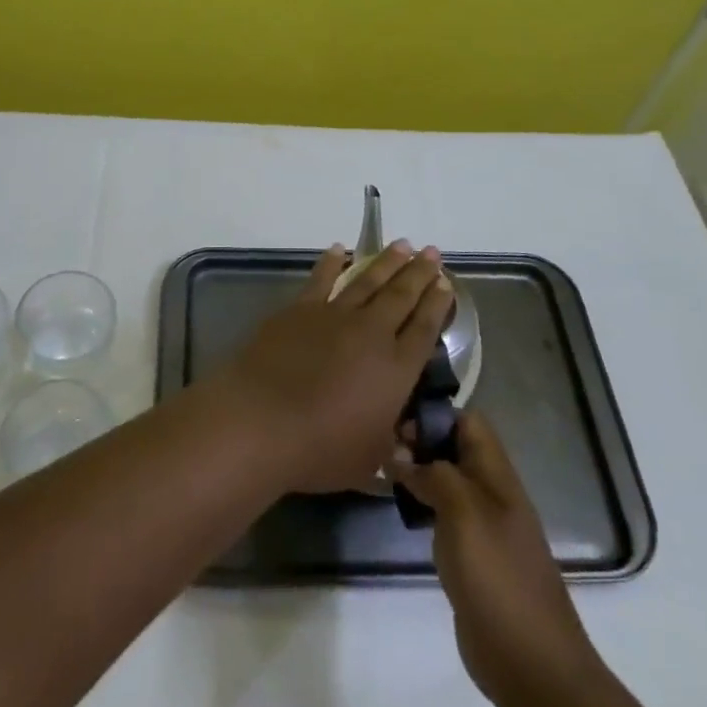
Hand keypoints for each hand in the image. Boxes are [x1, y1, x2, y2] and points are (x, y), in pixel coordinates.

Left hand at [218, 241, 452, 493]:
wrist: (261, 421)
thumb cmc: (320, 449)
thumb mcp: (369, 462)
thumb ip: (390, 448)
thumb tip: (405, 447)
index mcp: (396, 370)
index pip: (424, 329)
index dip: (437, 304)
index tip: (445, 283)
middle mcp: (372, 333)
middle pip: (402, 295)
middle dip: (419, 272)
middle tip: (432, 252)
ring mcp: (334, 315)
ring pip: (368, 280)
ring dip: (387, 262)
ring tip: (402, 244)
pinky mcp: (300, 309)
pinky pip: (321, 279)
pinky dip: (331, 262)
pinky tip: (338, 249)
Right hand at [389, 412, 599, 706]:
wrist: (530, 661)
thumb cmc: (497, 575)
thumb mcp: (463, 511)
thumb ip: (433, 474)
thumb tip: (400, 454)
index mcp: (497, 475)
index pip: (468, 422)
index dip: (435, 414)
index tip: (397, 423)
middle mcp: (491, 493)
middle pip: (456, 449)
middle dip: (421, 442)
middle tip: (381, 448)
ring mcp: (483, 527)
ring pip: (447, 481)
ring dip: (418, 473)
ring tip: (382, 472)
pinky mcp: (472, 558)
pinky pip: (444, 515)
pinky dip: (422, 506)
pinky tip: (400, 510)